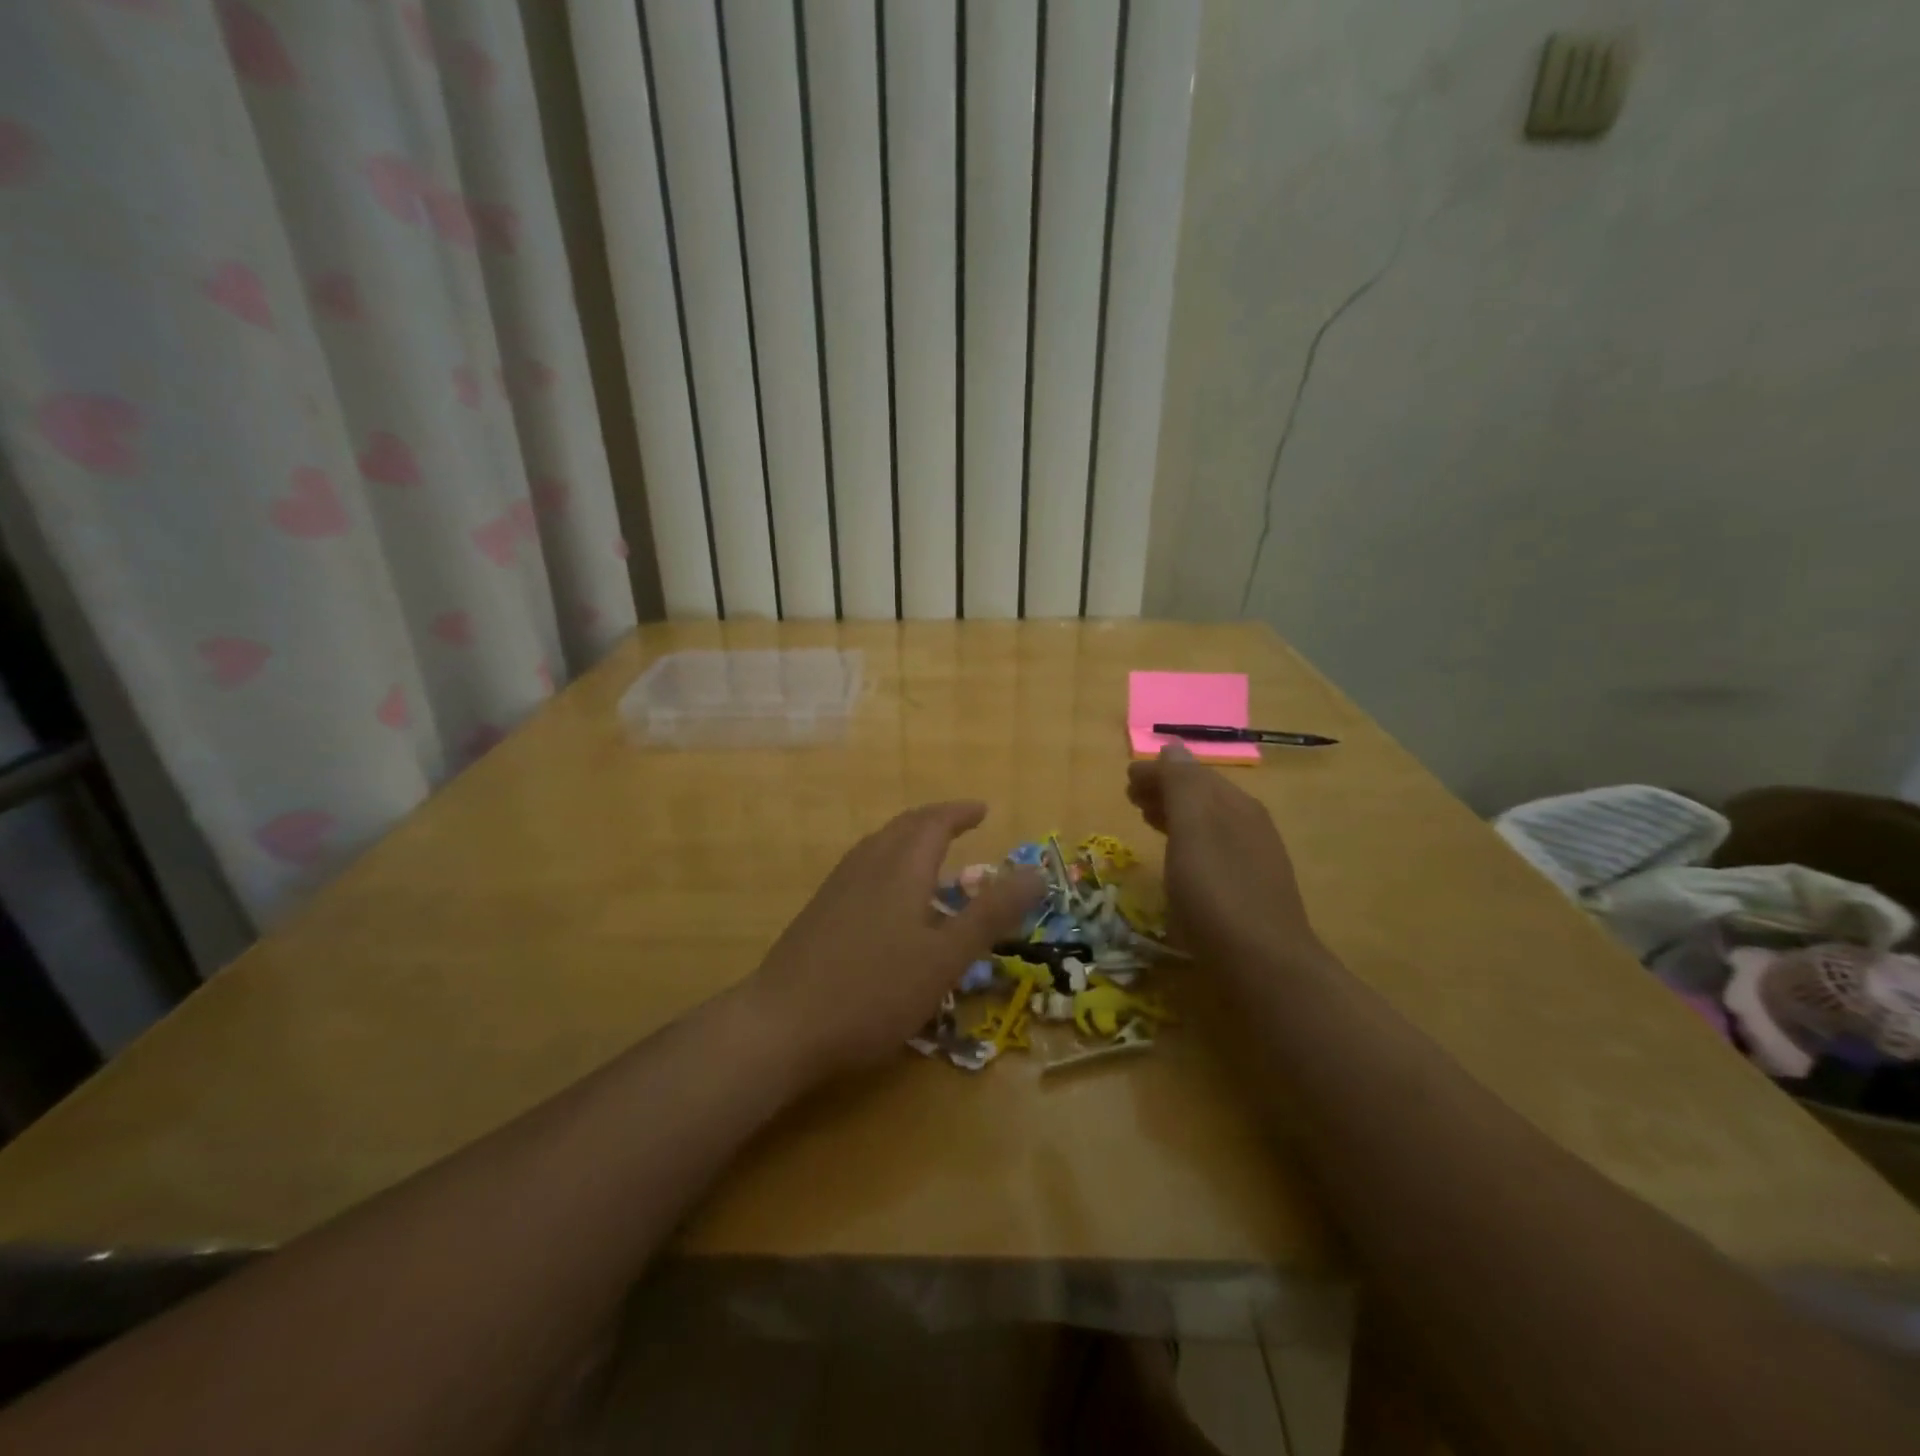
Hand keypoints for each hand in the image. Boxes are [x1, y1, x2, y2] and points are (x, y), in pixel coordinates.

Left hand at [747, 802, 1044, 1079]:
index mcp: (901, 868)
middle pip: (903, 827)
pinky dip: (890, 863)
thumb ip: (991, 914)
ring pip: (880, 846)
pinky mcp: (820, 910)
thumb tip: (1036, 871)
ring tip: (931, 856)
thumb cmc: (874, 991)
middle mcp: (867, 865)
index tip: (983, 810)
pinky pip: (864, 868)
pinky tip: (891, 899)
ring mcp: (838, 887)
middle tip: (961, 825)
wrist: (782, 1024)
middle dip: (935, 820)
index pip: (934, 822)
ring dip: (910, 840)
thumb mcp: (946, 958)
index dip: (960, 813)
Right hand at [1127, 742, 1324, 971]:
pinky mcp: (1251, 889)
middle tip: (1131, 797)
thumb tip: (1173, 748)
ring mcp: (1254, 858)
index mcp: (1235, 805)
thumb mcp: (1193, 831)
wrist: (1265, 965)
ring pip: (1208, 823)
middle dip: (1166, 791)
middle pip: (1202, 796)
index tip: (1126, 778)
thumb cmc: (1217, 893)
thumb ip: (1181, 786)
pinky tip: (1179, 859)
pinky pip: (1213, 849)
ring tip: (1147, 820)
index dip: (1158, 772)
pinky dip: (1188, 841)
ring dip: (1175, 815)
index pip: (1191, 774)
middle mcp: (1249, 824)